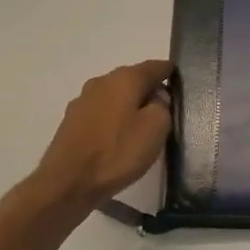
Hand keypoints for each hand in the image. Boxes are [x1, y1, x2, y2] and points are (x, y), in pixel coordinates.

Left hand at [32, 60, 172, 206]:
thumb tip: (156, 98)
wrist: (67, 183)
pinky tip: (119, 137)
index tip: (181, 83)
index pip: (154, 66)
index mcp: (124, 79)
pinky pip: (101, 112)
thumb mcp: (156, 128)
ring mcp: (82, 101)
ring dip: (130, 104)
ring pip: (115, 95)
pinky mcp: (71, 121)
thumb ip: (163, 106)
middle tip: (166, 108)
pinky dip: (114, 118)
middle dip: (149, 89)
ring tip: (143, 125)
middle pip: (132, 79)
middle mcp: (101, 82)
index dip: (170, 72)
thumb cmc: (117, 152)